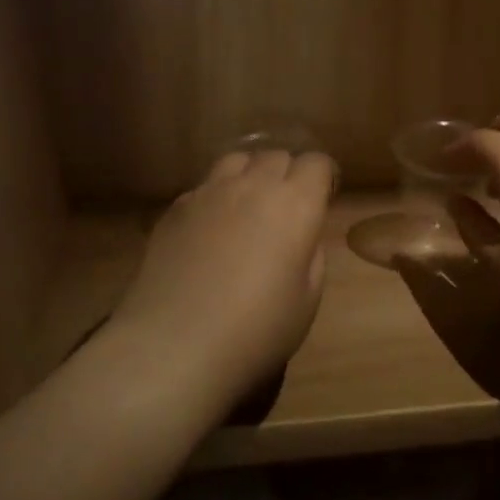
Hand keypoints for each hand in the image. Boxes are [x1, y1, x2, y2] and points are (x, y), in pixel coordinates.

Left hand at [110, 149, 336, 408]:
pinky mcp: (176, 208)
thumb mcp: (307, 300)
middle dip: (288, 174)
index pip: (317, 162)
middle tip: (287, 209)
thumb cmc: (256, 330)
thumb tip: (302, 234)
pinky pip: (204, 186)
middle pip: (277, 156)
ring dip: (250, 175)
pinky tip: (210, 231)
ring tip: (247, 207)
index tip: (323, 199)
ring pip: (237, 160)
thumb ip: (311, 254)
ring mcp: (209, 192)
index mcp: (295, 205)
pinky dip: (216, 197)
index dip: (324, 177)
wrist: (175, 344)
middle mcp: (253, 185)